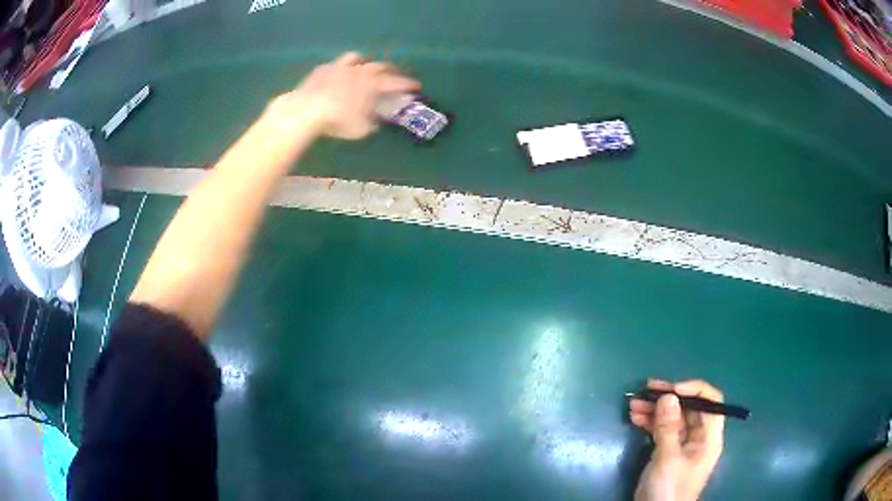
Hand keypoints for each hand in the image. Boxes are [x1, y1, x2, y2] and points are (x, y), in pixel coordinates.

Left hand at [267, 52, 420, 139]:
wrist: (305, 110)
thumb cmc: (336, 121)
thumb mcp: (360, 129)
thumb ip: (372, 122)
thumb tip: (377, 120)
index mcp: (372, 84)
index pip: (396, 82)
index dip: (407, 84)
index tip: (417, 86)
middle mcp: (359, 70)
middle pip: (380, 66)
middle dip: (391, 70)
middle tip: (396, 75)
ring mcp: (339, 67)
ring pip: (356, 58)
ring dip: (365, 62)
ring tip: (366, 68)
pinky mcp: (322, 70)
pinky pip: (335, 65)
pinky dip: (341, 69)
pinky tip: (338, 75)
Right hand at [629, 379, 724, 500]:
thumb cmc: (669, 489)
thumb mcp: (668, 459)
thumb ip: (668, 427)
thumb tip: (668, 395)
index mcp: (709, 437)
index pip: (711, 402)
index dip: (694, 390)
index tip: (671, 390)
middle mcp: (698, 437)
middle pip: (689, 408)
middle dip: (668, 398)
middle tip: (645, 390)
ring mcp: (682, 444)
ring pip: (672, 418)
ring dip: (654, 409)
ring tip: (633, 404)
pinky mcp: (667, 452)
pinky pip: (661, 430)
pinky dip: (649, 422)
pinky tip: (635, 417)